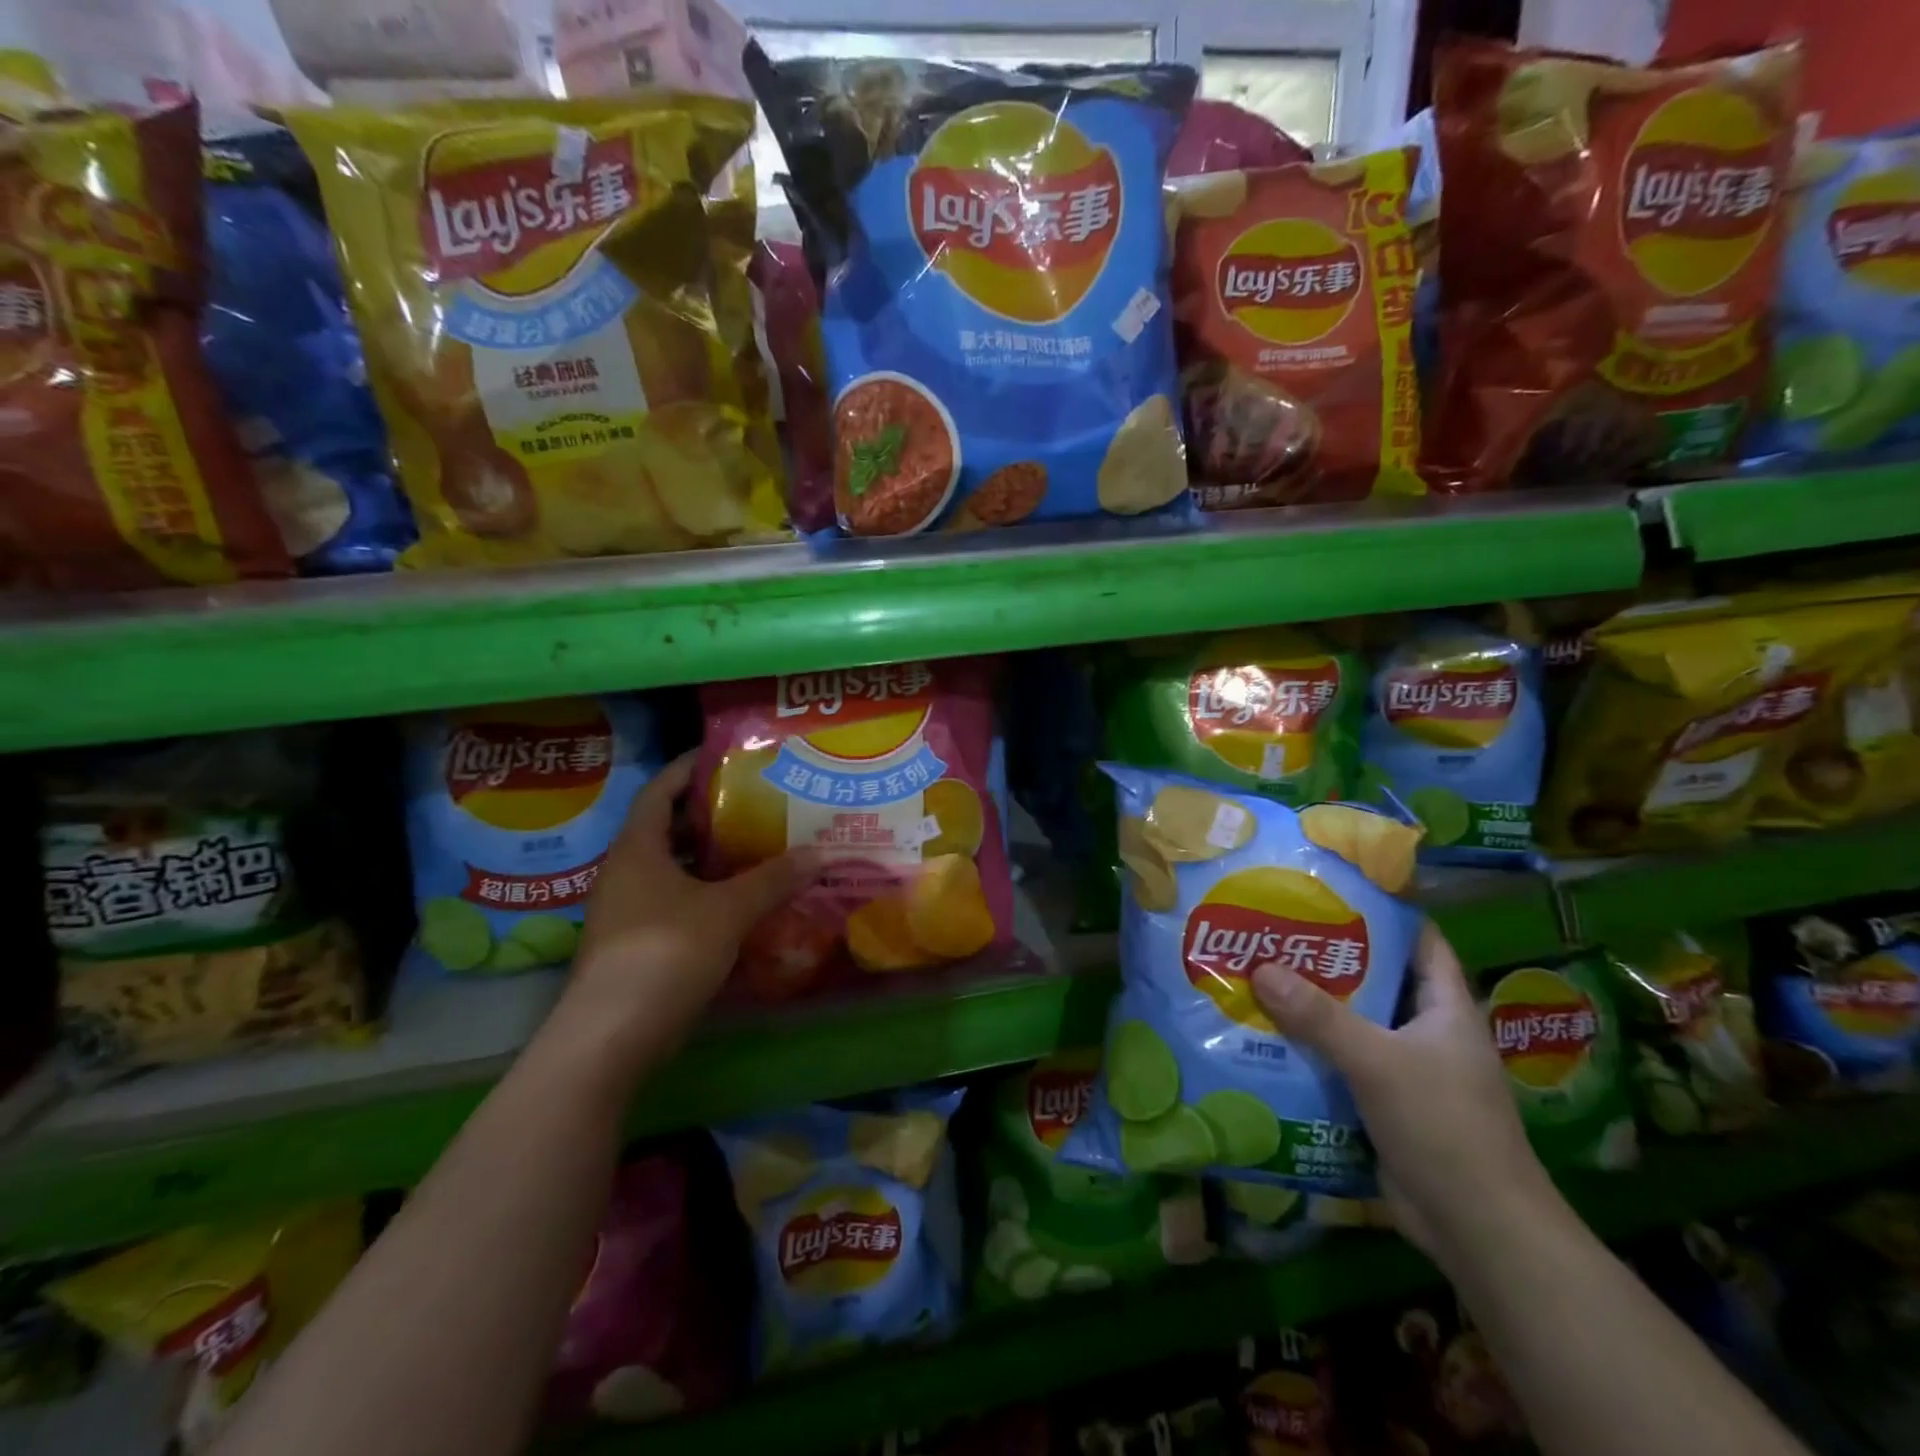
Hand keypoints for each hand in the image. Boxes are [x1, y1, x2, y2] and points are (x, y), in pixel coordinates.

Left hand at [558, 751, 817, 1071]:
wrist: (610, 1037)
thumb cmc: (665, 953)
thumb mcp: (728, 910)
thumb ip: (773, 879)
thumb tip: (820, 852)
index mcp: (637, 848)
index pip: (659, 791)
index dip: (687, 769)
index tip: (722, 756)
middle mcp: (625, 872)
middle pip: (667, 829)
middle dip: (708, 815)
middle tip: (755, 803)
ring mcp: (626, 910)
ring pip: (672, 869)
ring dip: (709, 858)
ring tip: (756, 848)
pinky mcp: (634, 945)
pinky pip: (674, 901)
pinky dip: (705, 893)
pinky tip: (739, 902)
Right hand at [1252, 922, 1560, 1264]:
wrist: (1479, 1231)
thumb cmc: (1445, 1127)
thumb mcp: (1379, 1061)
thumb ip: (1320, 1016)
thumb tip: (1260, 968)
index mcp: (1445, 1009)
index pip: (1420, 942)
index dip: (1384, 912)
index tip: (1331, 890)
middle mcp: (1425, 1032)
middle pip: (1374, 980)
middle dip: (1327, 959)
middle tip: (1272, 931)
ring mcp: (1405, 1070)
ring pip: (1352, 1024)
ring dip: (1310, 1007)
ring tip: (1256, 975)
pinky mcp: (1382, 1104)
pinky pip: (1339, 1063)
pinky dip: (1308, 1050)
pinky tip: (1265, 1037)